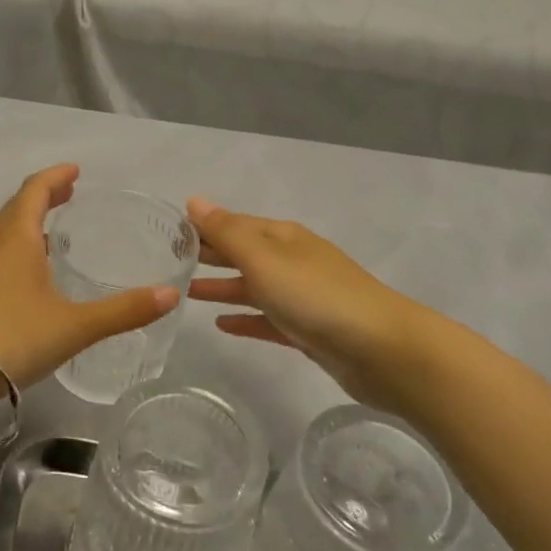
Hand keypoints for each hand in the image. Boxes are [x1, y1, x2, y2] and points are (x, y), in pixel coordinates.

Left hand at [0, 165, 179, 390]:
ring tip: (56, 229)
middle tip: (70, 193)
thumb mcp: (76, 325)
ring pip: (7, 233)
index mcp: (17, 239)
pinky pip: (2, 256)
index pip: (34, 191)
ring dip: (30, 221)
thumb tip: (171, 295)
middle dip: (44, 195)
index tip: (75, 170)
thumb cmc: (14, 337)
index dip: (55, 177)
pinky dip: (22, 248)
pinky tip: (36, 275)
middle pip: (18, 207)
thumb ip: (124, 311)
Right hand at [185, 198, 442, 409]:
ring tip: (185, 292)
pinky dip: (245, 319)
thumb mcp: (264, 259)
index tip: (168, 234)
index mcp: (283, 238)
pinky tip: (221, 326)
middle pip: (243, 254)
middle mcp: (292, 262)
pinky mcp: (308, 331)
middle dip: (210, 254)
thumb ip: (227, 233)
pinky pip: (267, 320)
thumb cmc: (316, 296)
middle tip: (169, 261)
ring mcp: (302, 297)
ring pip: (253, 287)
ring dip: (222, 287)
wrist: (382, 350)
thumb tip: (195, 200)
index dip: (204, 227)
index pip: (234, 224)